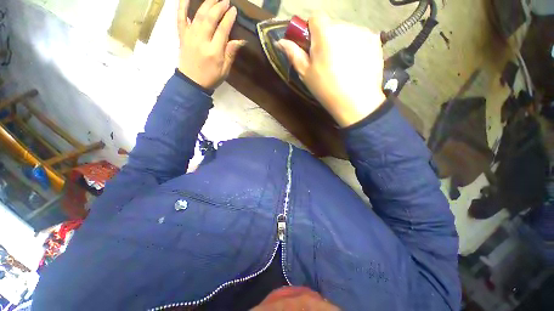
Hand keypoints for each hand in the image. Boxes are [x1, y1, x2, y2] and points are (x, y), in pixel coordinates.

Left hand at [177, 0, 244, 89]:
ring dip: (207, 3)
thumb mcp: (225, 70)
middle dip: (219, 7)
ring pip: (198, 15)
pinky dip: (182, 5)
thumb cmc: (211, 78)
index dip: (229, 18)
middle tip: (225, 1)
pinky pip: (180, 17)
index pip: (222, 30)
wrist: (191, 82)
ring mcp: (190, 36)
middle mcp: (201, 40)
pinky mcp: (182, 35)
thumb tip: (240, 40)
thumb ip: (230, 54)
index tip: (234, 10)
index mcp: (214, 51)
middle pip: (210, 18)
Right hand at [278, 13, 385, 126]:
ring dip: (340, 42)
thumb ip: (294, 54)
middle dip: (326, 38)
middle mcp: (345, 26)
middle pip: (331, 24)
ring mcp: (362, 32)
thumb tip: (281, 41)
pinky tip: (354, 63)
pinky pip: (359, 37)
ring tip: (341, 64)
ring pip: (346, 31)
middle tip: (326, 61)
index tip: (311, 46)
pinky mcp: (375, 40)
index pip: (315, 17)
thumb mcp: (306, 74)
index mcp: (325, 34)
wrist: (356, 102)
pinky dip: (354, 46)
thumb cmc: (326, 89)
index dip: (311, 30)